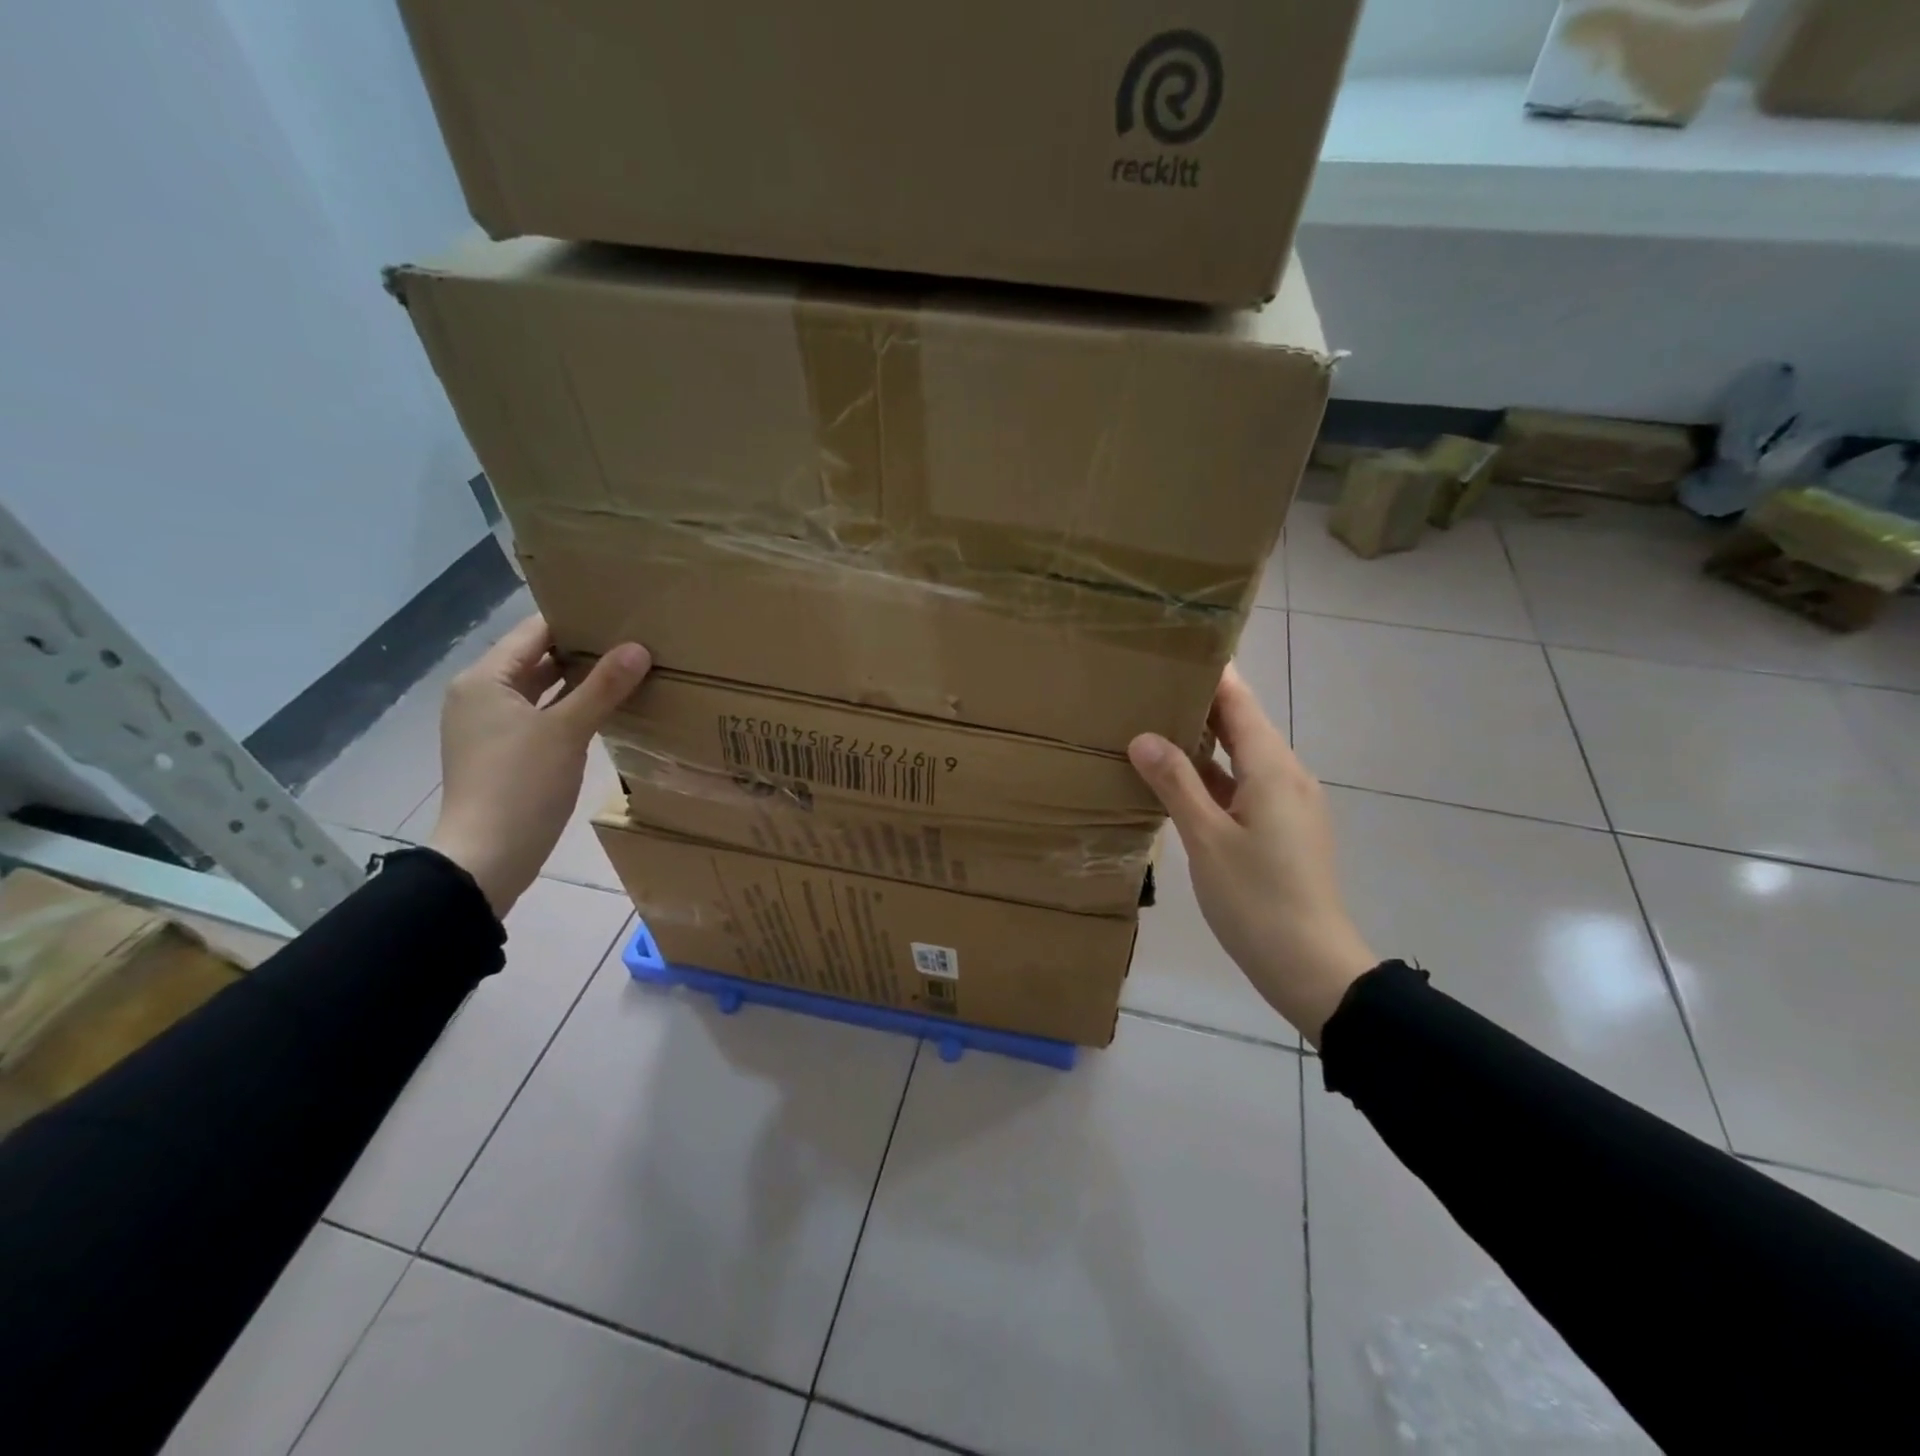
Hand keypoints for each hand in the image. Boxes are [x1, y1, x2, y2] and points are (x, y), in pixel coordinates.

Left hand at [428, 616, 650, 916]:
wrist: (487, 857)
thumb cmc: (520, 785)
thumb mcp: (567, 731)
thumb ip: (603, 687)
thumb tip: (639, 648)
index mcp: (485, 679)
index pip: (535, 632)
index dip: (576, 619)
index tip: (621, 613)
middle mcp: (482, 695)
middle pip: (537, 659)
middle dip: (584, 650)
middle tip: (634, 640)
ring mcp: (492, 726)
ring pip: (542, 690)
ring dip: (580, 681)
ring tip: (629, 669)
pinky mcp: (506, 753)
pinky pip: (543, 716)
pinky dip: (571, 709)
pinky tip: (607, 709)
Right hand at [1128, 665, 1376, 1046]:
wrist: (1312, 966)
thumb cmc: (1256, 899)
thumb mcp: (1206, 839)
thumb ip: (1176, 783)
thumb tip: (1143, 737)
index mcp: (1272, 770)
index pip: (1240, 702)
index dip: (1212, 673)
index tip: (1176, 647)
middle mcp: (1287, 776)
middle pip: (1243, 725)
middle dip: (1200, 704)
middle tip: (1149, 686)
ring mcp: (1289, 804)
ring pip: (1243, 758)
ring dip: (1205, 742)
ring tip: (1154, 726)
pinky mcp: (1285, 829)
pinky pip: (1246, 786)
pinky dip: (1214, 776)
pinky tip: (1179, 783)